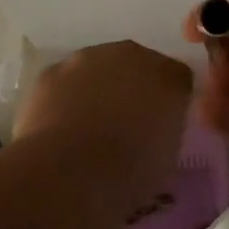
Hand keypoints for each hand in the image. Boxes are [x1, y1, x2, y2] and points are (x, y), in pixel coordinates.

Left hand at [15, 41, 193, 197]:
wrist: (71, 174)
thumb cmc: (130, 172)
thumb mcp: (167, 156)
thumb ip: (165, 129)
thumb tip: (153, 128)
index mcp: (169, 76)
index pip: (177, 79)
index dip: (168, 103)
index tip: (160, 128)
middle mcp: (131, 55)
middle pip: (136, 66)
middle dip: (132, 89)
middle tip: (125, 127)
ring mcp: (88, 59)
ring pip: (97, 70)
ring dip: (97, 90)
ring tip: (88, 131)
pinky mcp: (52, 72)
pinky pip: (65, 83)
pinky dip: (65, 99)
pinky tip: (60, 129)